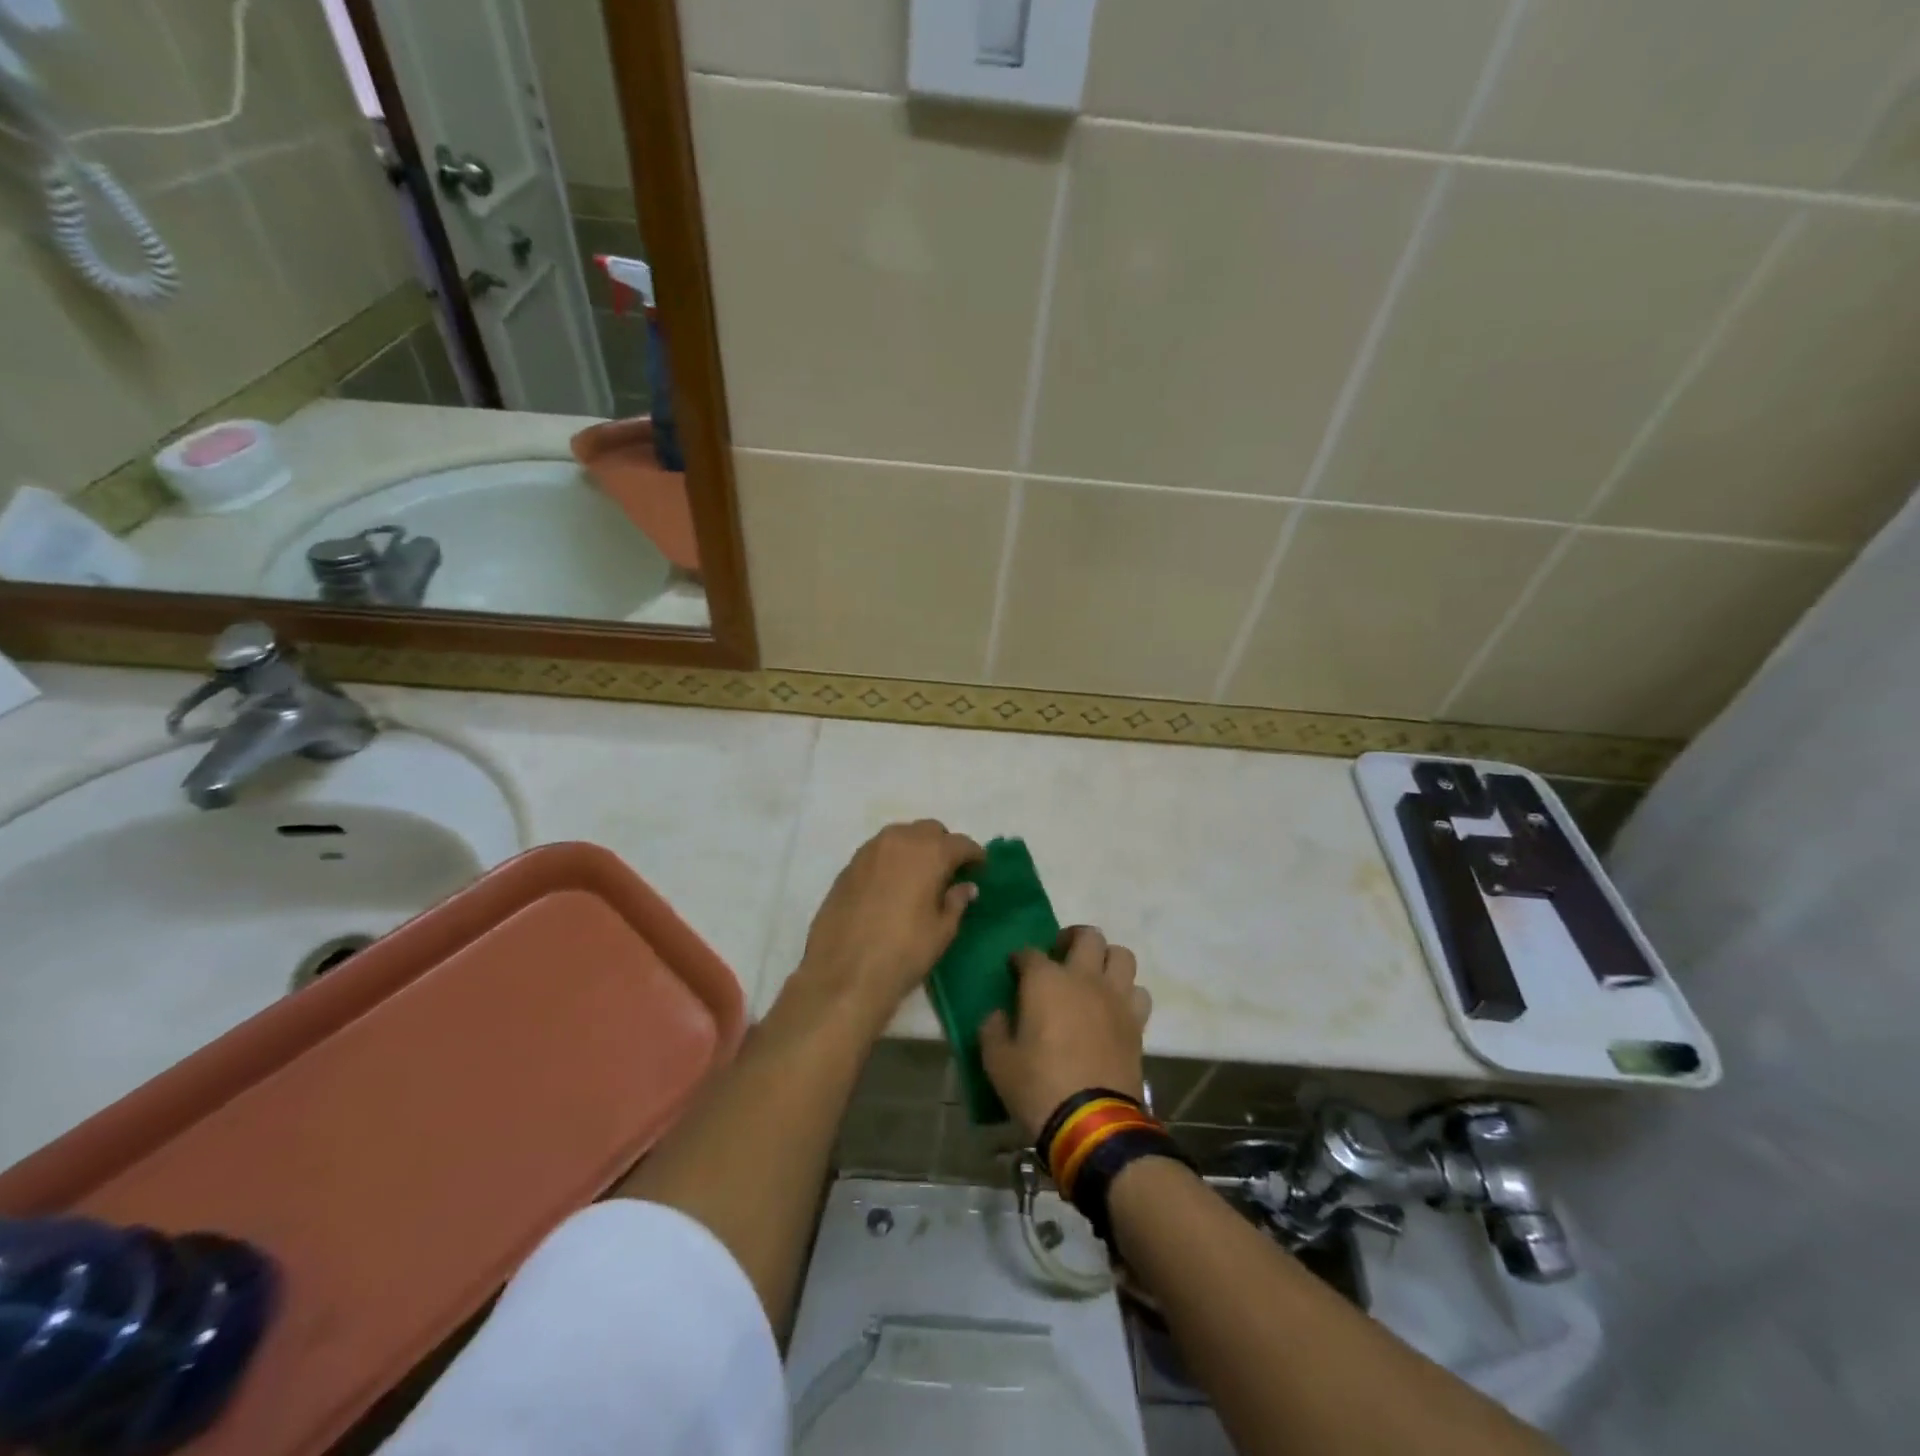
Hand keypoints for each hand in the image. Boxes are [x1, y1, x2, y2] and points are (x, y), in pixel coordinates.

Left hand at [794, 819, 983, 1031]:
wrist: (843, 973)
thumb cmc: (903, 953)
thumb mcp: (942, 931)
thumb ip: (956, 902)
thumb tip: (966, 887)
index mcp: (929, 853)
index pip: (961, 843)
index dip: (974, 856)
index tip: (980, 870)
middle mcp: (899, 841)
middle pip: (929, 830)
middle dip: (944, 845)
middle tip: (950, 872)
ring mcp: (870, 850)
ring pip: (901, 835)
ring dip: (916, 848)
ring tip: (921, 876)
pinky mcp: (849, 866)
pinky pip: (879, 851)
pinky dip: (892, 859)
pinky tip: (893, 884)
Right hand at [980, 926, 1152, 1141]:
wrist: (1092, 1122)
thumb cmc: (1038, 1086)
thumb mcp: (997, 1061)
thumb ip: (992, 1029)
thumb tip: (997, 1015)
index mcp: (1045, 981)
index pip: (1029, 953)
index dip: (1019, 959)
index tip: (1014, 971)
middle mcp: (1084, 978)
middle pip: (1088, 935)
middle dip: (1072, 938)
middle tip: (1060, 956)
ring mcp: (1115, 998)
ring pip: (1121, 955)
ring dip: (1106, 960)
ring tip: (1093, 977)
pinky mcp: (1136, 1022)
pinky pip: (1138, 992)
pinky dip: (1127, 993)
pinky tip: (1113, 1009)